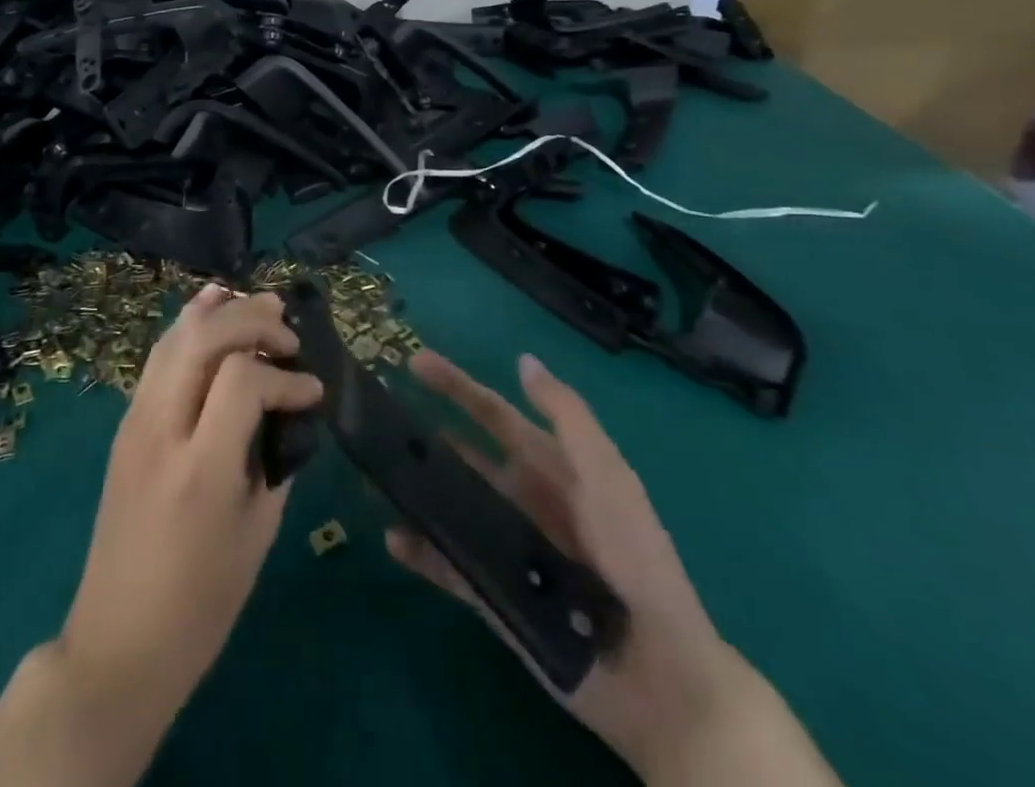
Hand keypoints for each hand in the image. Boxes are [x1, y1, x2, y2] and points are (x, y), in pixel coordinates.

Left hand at [55, 285, 323, 720]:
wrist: (119, 641)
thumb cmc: (202, 601)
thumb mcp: (257, 531)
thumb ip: (274, 457)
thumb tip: (287, 407)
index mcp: (200, 469)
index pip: (242, 379)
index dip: (284, 376)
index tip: (312, 390)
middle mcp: (161, 430)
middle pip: (203, 339)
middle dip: (251, 321)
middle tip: (288, 332)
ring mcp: (134, 422)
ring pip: (175, 338)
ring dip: (219, 313)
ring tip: (258, 304)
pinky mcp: (124, 425)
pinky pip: (158, 358)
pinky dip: (189, 327)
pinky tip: (210, 311)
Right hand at [386, 350, 746, 779]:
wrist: (661, 675)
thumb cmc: (636, 559)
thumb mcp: (607, 476)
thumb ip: (566, 417)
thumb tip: (523, 360)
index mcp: (546, 465)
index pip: (491, 412)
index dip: (456, 384)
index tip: (413, 363)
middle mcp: (518, 497)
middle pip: (459, 454)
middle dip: (421, 434)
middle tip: (375, 417)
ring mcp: (502, 545)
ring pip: (446, 505)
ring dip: (412, 489)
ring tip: (372, 475)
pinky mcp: (492, 593)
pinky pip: (446, 564)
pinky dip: (419, 551)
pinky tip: (393, 539)